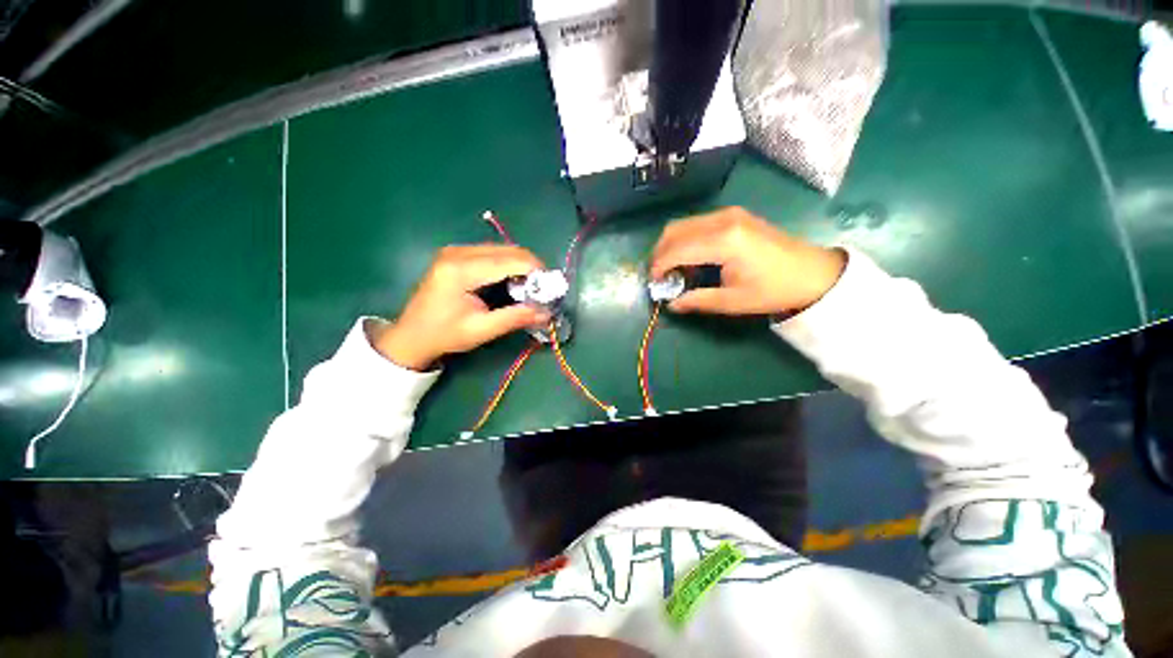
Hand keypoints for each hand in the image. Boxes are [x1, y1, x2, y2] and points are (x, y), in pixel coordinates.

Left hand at [372, 245, 549, 369]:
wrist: (410, 335)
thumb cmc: (444, 335)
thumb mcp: (481, 330)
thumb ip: (515, 318)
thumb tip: (546, 312)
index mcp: (461, 270)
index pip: (510, 260)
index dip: (536, 270)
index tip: (551, 287)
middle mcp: (458, 253)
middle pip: (508, 250)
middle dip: (531, 267)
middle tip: (543, 289)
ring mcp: (456, 251)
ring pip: (502, 249)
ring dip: (521, 265)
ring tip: (530, 287)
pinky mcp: (456, 255)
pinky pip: (492, 252)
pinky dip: (508, 264)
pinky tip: (513, 280)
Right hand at [650, 207, 845, 315]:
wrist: (813, 272)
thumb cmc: (774, 290)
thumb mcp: (732, 301)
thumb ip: (697, 300)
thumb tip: (671, 304)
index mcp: (723, 241)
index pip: (676, 249)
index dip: (659, 266)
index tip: (653, 283)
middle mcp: (722, 220)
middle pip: (674, 230)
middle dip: (660, 253)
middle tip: (659, 276)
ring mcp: (728, 214)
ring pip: (683, 224)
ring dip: (670, 245)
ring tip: (673, 269)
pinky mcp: (733, 215)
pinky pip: (696, 223)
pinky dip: (684, 239)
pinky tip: (689, 257)